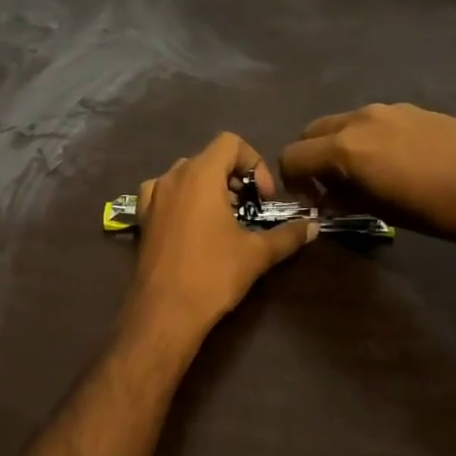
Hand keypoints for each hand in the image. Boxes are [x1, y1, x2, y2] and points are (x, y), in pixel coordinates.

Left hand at [121, 132, 316, 350]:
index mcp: (199, 174)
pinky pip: (165, 193)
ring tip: (225, 219)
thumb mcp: (257, 253)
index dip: (254, 162)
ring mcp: (152, 196)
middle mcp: (172, 176)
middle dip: (234, 178)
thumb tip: (313, 226)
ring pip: (186, 175)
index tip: (263, 197)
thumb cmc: (212, 274)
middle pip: (209, 158)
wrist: (165, 312)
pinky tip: (194, 226)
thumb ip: (288, 235)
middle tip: (250, 210)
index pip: (230, 142)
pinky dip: (183, 199)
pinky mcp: (142, 217)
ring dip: (210, 188)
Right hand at [279, 104, 455, 240]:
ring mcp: (385, 109)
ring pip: (341, 123)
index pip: (292, 156)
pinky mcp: (410, 108)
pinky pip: (370, 120)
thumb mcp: (382, 211)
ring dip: (337, 146)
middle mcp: (357, 120)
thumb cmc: (436, 209)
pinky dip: (364, 137)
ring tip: (364, 173)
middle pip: (311, 132)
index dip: (293, 180)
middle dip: (310, 158)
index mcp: (344, 148)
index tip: (311, 200)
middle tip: (330, 186)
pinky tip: (394, 160)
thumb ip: (345, 198)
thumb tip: (329, 197)